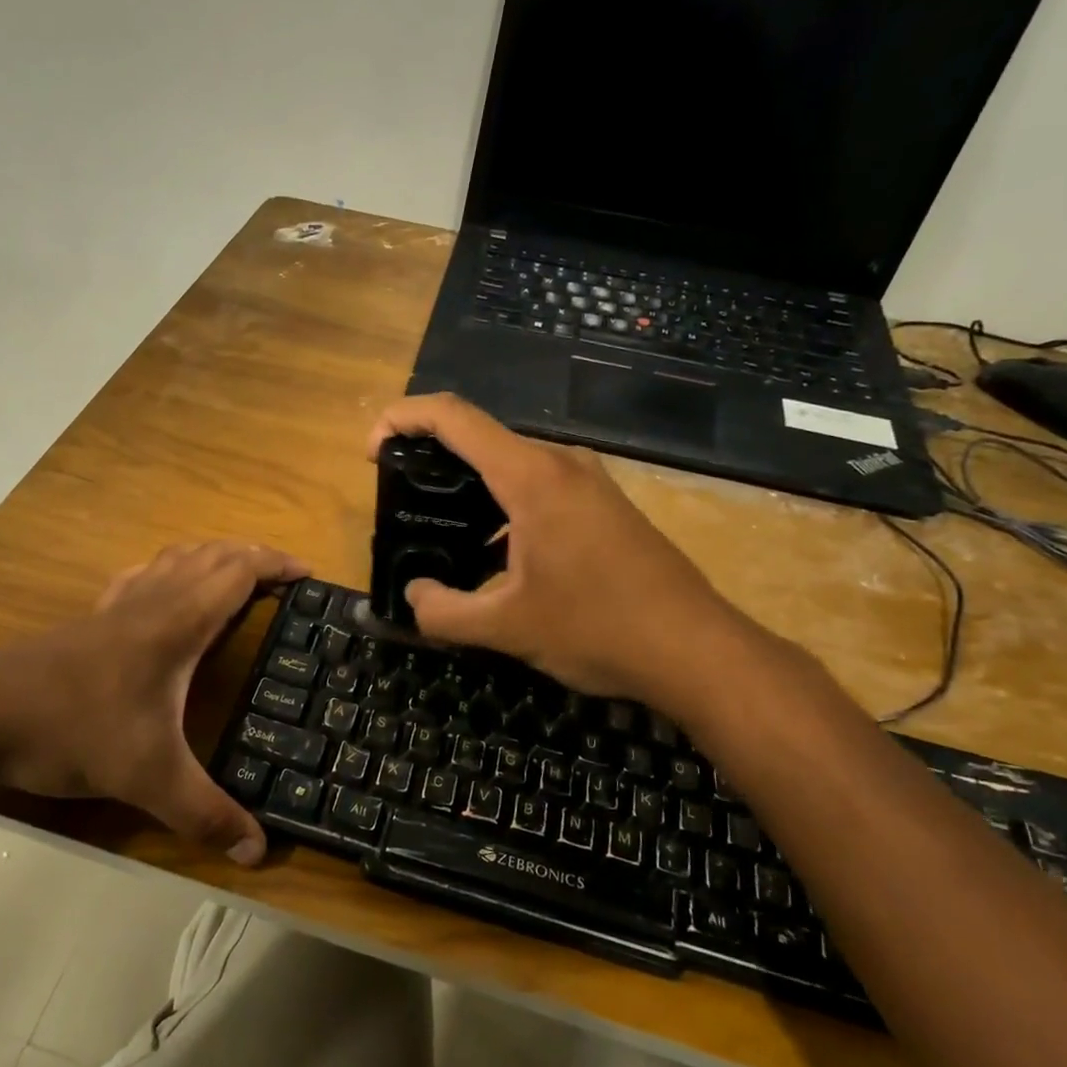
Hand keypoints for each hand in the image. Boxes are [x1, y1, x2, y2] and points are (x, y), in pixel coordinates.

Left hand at [0, 541, 307, 864]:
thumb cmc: (72, 730)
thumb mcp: (147, 778)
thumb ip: (205, 814)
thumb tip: (259, 852)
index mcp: (175, 623)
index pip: (236, 572)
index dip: (275, 564)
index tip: (309, 572)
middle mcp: (150, 602)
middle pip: (210, 555)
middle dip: (252, 556)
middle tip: (284, 576)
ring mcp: (114, 607)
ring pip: (174, 559)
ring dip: (212, 557)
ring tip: (236, 577)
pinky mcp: (88, 620)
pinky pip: (141, 577)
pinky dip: (169, 571)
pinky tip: (164, 593)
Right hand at [368, 394, 764, 710]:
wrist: (695, 650)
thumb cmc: (598, 629)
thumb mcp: (506, 628)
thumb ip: (443, 612)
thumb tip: (414, 595)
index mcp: (531, 477)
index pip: (454, 416)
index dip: (402, 418)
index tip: (372, 450)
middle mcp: (560, 464)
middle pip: (480, 437)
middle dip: (430, 458)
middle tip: (400, 500)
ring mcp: (588, 483)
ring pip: (510, 466)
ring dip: (469, 488)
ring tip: (440, 532)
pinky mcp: (603, 506)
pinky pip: (538, 488)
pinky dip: (502, 508)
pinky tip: (495, 558)